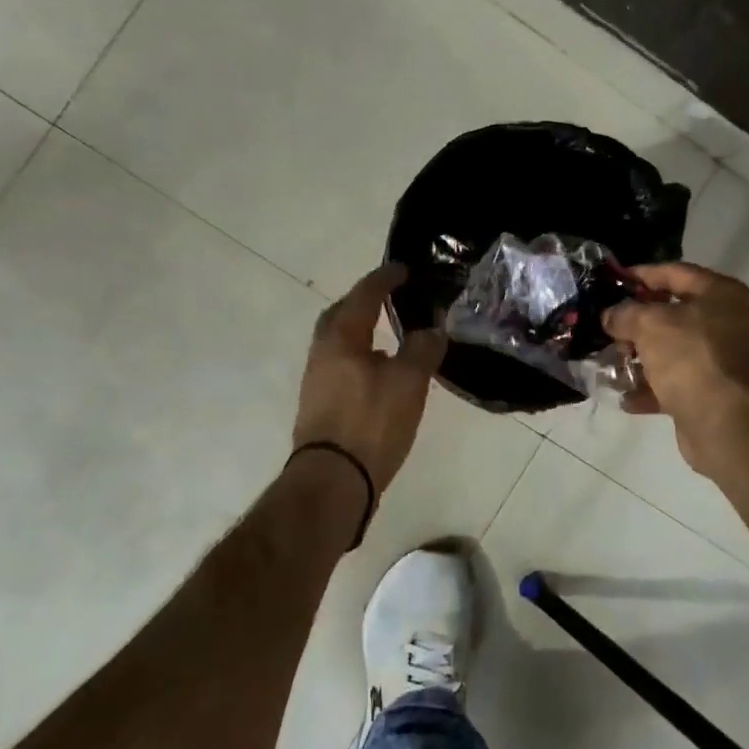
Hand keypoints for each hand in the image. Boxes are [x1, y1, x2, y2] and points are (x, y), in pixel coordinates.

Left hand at [294, 264, 446, 491]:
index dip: (385, 279)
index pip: (364, 295)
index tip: (403, 269)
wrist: (333, 479)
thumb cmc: (371, 422)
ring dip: (361, 333)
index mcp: (341, 338)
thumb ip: (422, 349)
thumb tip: (431, 330)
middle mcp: (322, 353)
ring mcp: (317, 382)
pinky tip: (379, 374)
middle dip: (362, 302)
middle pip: (340, 316)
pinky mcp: (320, 407)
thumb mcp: (408, 382)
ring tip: (389, 337)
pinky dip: (360, 358)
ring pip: (338, 344)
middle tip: (388, 298)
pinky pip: (340, 367)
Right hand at [603, 263, 748, 473]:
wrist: (724, 421)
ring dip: (641, 359)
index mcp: (721, 294)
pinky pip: (678, 384)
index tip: (614, 280)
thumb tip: (611, 316)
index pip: (676, 273)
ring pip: (674, 352)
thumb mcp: (648, 325)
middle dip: (637, 324)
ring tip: (611, 364)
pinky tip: (627, 398)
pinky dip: (653, 389)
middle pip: (674, 314)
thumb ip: (624, 314)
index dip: (642, 274)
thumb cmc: (689, 357)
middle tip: (608, 328)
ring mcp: (724, 360)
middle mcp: (729, 322)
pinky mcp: (716, 393)